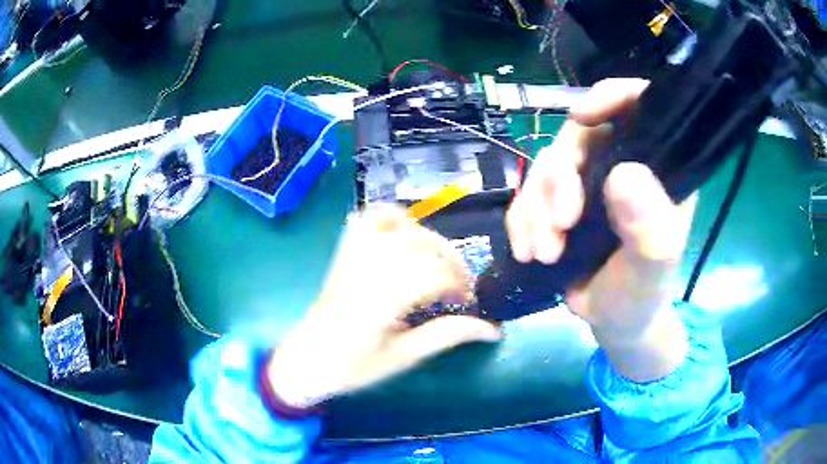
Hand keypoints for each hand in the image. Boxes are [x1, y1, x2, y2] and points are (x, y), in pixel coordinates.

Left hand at [267, 205, 501, 407]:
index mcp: (378, 302)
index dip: (460, 284)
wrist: (307, 361)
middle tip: (461, 285)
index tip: (470, 301)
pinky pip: (368, 220)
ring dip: (428, 239)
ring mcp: (351, 257)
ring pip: (398, 226)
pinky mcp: (344, 253)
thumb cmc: (353, 367)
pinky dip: (394, 218)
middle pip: (419, 245)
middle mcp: (364, 271)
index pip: (431, 274)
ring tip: (439, 261)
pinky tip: (408, 234)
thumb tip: (493, 328)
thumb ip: (447, 335)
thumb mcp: (403, 357)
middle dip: (451, 261)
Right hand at [506, 78, 696, 380]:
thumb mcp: (652, 271)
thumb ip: (650, 229)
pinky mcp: (559, 202)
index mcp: (658, 168)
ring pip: (547, 165)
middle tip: (560, 226)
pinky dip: (522, 220)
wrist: (612, 324)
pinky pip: (527, 193)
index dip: (612, 96)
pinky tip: (528, 252)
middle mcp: (622, 163)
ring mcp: (588, 182)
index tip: (582, 117)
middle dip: (559, 179)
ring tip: (544, 253)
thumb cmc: (642, 297)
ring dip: (536, 208)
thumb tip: (623, 176)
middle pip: (579, 135)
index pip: (640, 105)